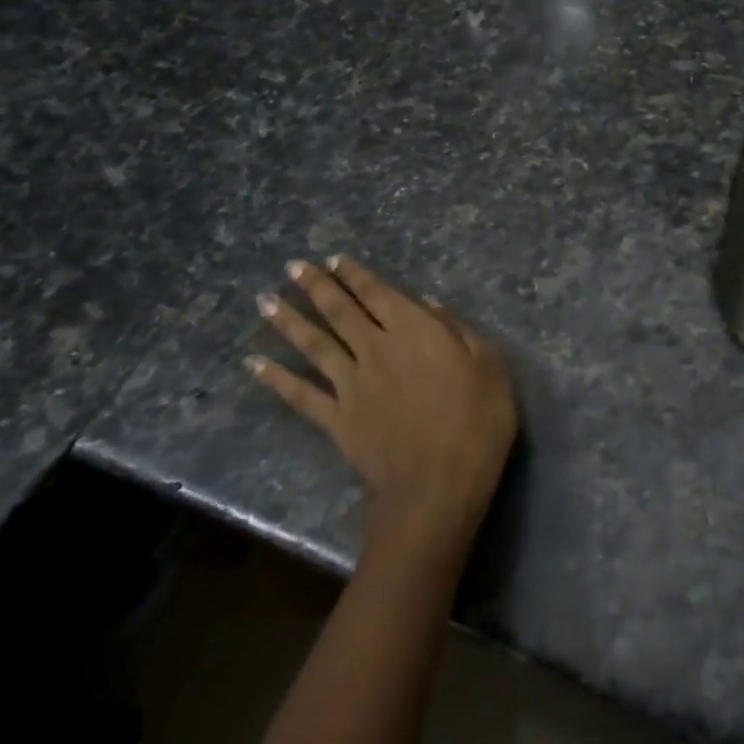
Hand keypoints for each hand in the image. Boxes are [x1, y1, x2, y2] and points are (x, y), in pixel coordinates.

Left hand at [250, 257, 517, 541]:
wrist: (437, 484)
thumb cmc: (476, 420)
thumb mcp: (489, 365)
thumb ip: (459, 330)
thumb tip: (430, 305)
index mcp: (415, 331)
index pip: (379, 294)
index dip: (356, 275)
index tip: (334, 259)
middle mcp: (376, 349)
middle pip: (341, 312)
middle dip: (317, 286)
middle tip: (293, 266)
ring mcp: (351, 385)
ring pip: (314, 345)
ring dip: (289, 321)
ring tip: (265, 301)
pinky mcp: (336, 419)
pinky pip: (300, 395)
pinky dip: (275, 378)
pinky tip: (254, 363)